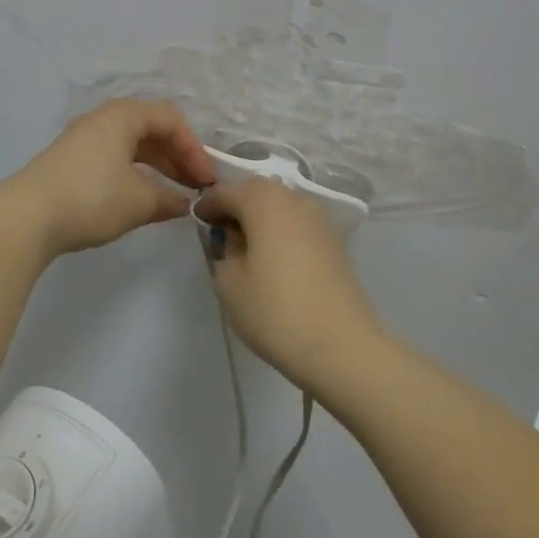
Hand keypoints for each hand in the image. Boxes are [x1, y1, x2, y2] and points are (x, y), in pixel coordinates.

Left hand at [10, 99, 215, 257]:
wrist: (26, 217)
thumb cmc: (92, 198)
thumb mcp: (140, 201)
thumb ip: (169, 199)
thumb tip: (184, 203)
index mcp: (122, 116)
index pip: (170, 120)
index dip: (194, 149)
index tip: (206, 181)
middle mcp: (102, 120)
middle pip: (150, 129)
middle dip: (177, 157)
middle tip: (194, 187)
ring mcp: (82, 140)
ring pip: (130, 145)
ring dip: (156, 167)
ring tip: (173, 195)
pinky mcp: (69, 162)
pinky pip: (113, 158)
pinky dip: (134, 174)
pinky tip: (141, 199)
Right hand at [194, 178, 388, 389]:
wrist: (342, 346)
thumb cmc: (275, 311)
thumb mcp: (229, 281)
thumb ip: (225, 249)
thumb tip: (235, 238)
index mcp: (264, 200)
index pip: (226, 191)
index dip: (207, 204)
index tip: (196, 221)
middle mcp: (295, 199)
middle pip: (257, 192)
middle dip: (236, 206)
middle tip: (218, 231)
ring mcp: (320, 220)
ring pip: (280, 207)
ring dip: (260, 219)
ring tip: (245, 247)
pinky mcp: (335, 243)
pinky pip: (297, 225)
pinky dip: (280, 232)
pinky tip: (272, 258)